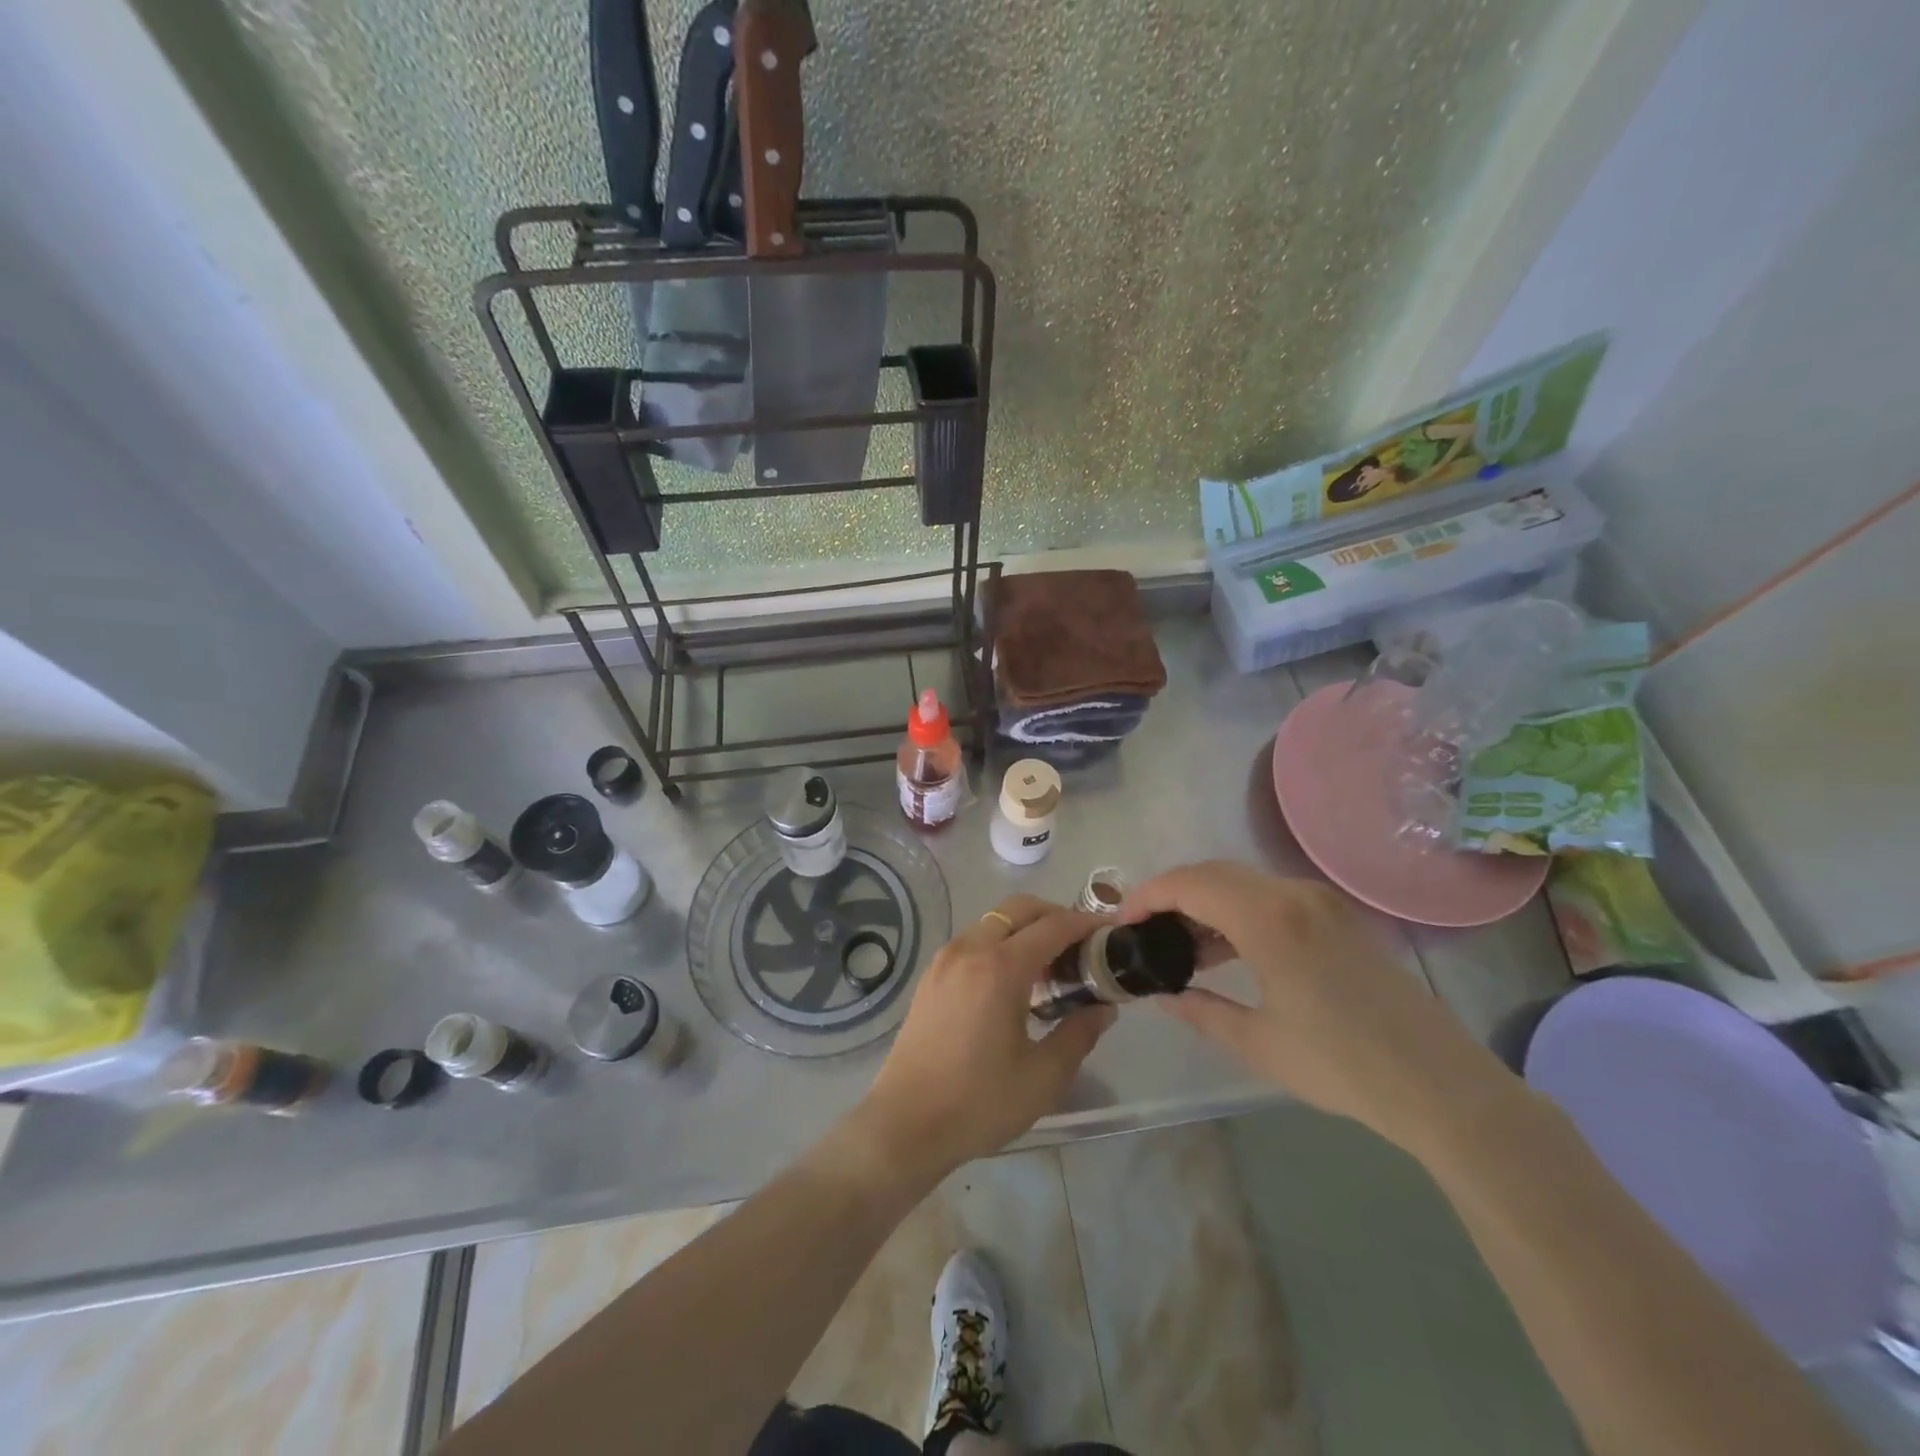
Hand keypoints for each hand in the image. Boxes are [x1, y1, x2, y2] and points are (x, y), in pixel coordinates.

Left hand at [851, 896, 1114, 1184]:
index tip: (1109, 933)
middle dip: (1054, 915)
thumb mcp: (1043, 1077)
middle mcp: (969, 949)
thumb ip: (1079, 1034)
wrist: (905, 1124)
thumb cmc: (978, 1103)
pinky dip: (1000, 942)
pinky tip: (1013, 980)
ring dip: (1025, 928)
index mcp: (999, 968)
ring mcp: (945, 959)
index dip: (1085, 924)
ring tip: (1051, 965)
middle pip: (1018, 909)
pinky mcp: (931, 975)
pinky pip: (974, 940)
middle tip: (1081, 945)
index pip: (1052, 926)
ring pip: (993, 921)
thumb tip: (1103, 1007)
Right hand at [1123, 862, 1510, 1152]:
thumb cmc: (1343, 1066)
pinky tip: (1225, 949)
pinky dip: (1236, 911)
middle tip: (1144, 931)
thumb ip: (1201, 1011)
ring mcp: (1320, 902)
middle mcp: (1293, 895)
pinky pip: (1270, 896)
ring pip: (1242, 882)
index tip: (1122, 921)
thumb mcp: (1259, 1043)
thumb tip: (1162, 997)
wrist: (1441, 1085)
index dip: (1147, 895)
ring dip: (1204, 902)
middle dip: (1171, 894)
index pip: (1189, 883)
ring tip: (1180, 945)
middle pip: (1213, 873)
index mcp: (1269, 919)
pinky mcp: (1337, 917)